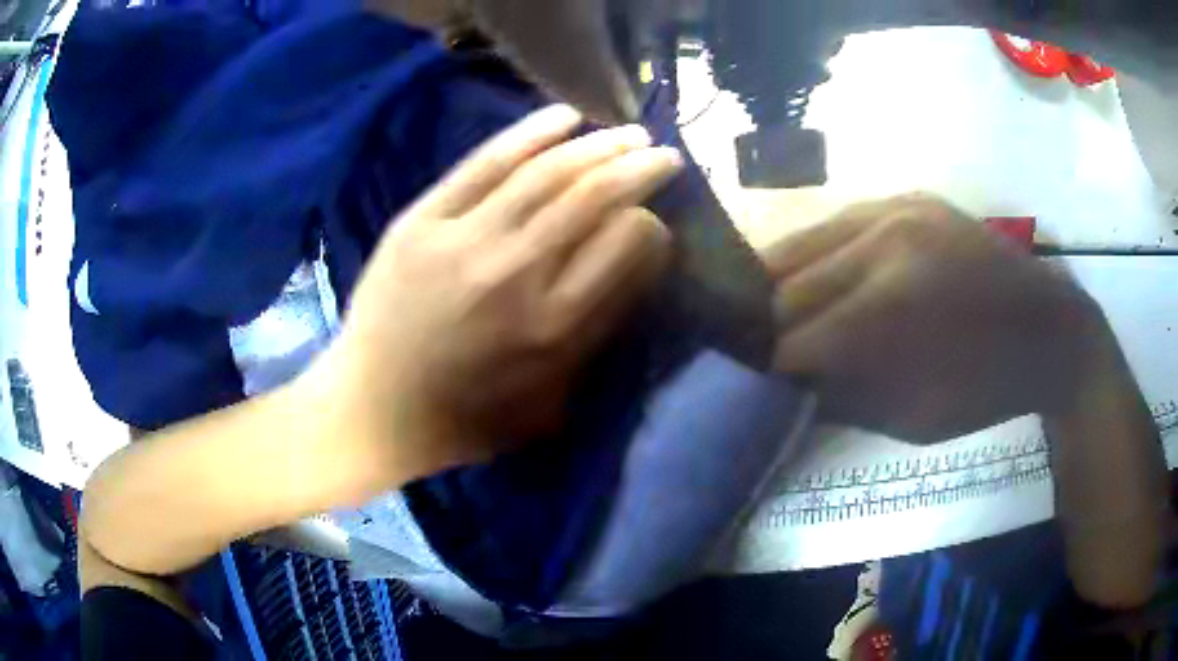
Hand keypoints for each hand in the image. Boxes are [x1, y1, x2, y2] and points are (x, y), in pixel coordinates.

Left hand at [318, 105, 681, 478]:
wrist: (373, 410)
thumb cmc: (465, 419)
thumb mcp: (549, 404)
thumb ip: (596, 335)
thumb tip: (635, 266)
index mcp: (553, 326)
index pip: (627, 246)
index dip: (651, 227)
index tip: (653, 222)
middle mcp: (517, 272)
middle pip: (595, 197)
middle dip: (641, 169)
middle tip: (666, 156)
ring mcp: (465, 238)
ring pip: (547, 171)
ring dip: (598, 145)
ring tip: (629, 133)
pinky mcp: (423, 219)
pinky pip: (485, 163)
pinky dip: (530, 134)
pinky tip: (565, 117)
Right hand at [762, 194, 1116, 442]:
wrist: (1047, 329)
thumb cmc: (986, 388)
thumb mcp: (914, 419)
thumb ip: (843, 399)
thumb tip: (785, 389)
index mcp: (894, 306)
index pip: (799, 340)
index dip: (767, 369)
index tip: (748, 386)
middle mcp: (885, 240)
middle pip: (790, 285)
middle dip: (764, 327)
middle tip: (752, 354)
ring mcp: (896, 207)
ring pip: (803, 242)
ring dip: (778, 284)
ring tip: (767, 315)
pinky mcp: (907, 197)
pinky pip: (838, 222)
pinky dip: (814, 253)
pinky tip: (809, 278)